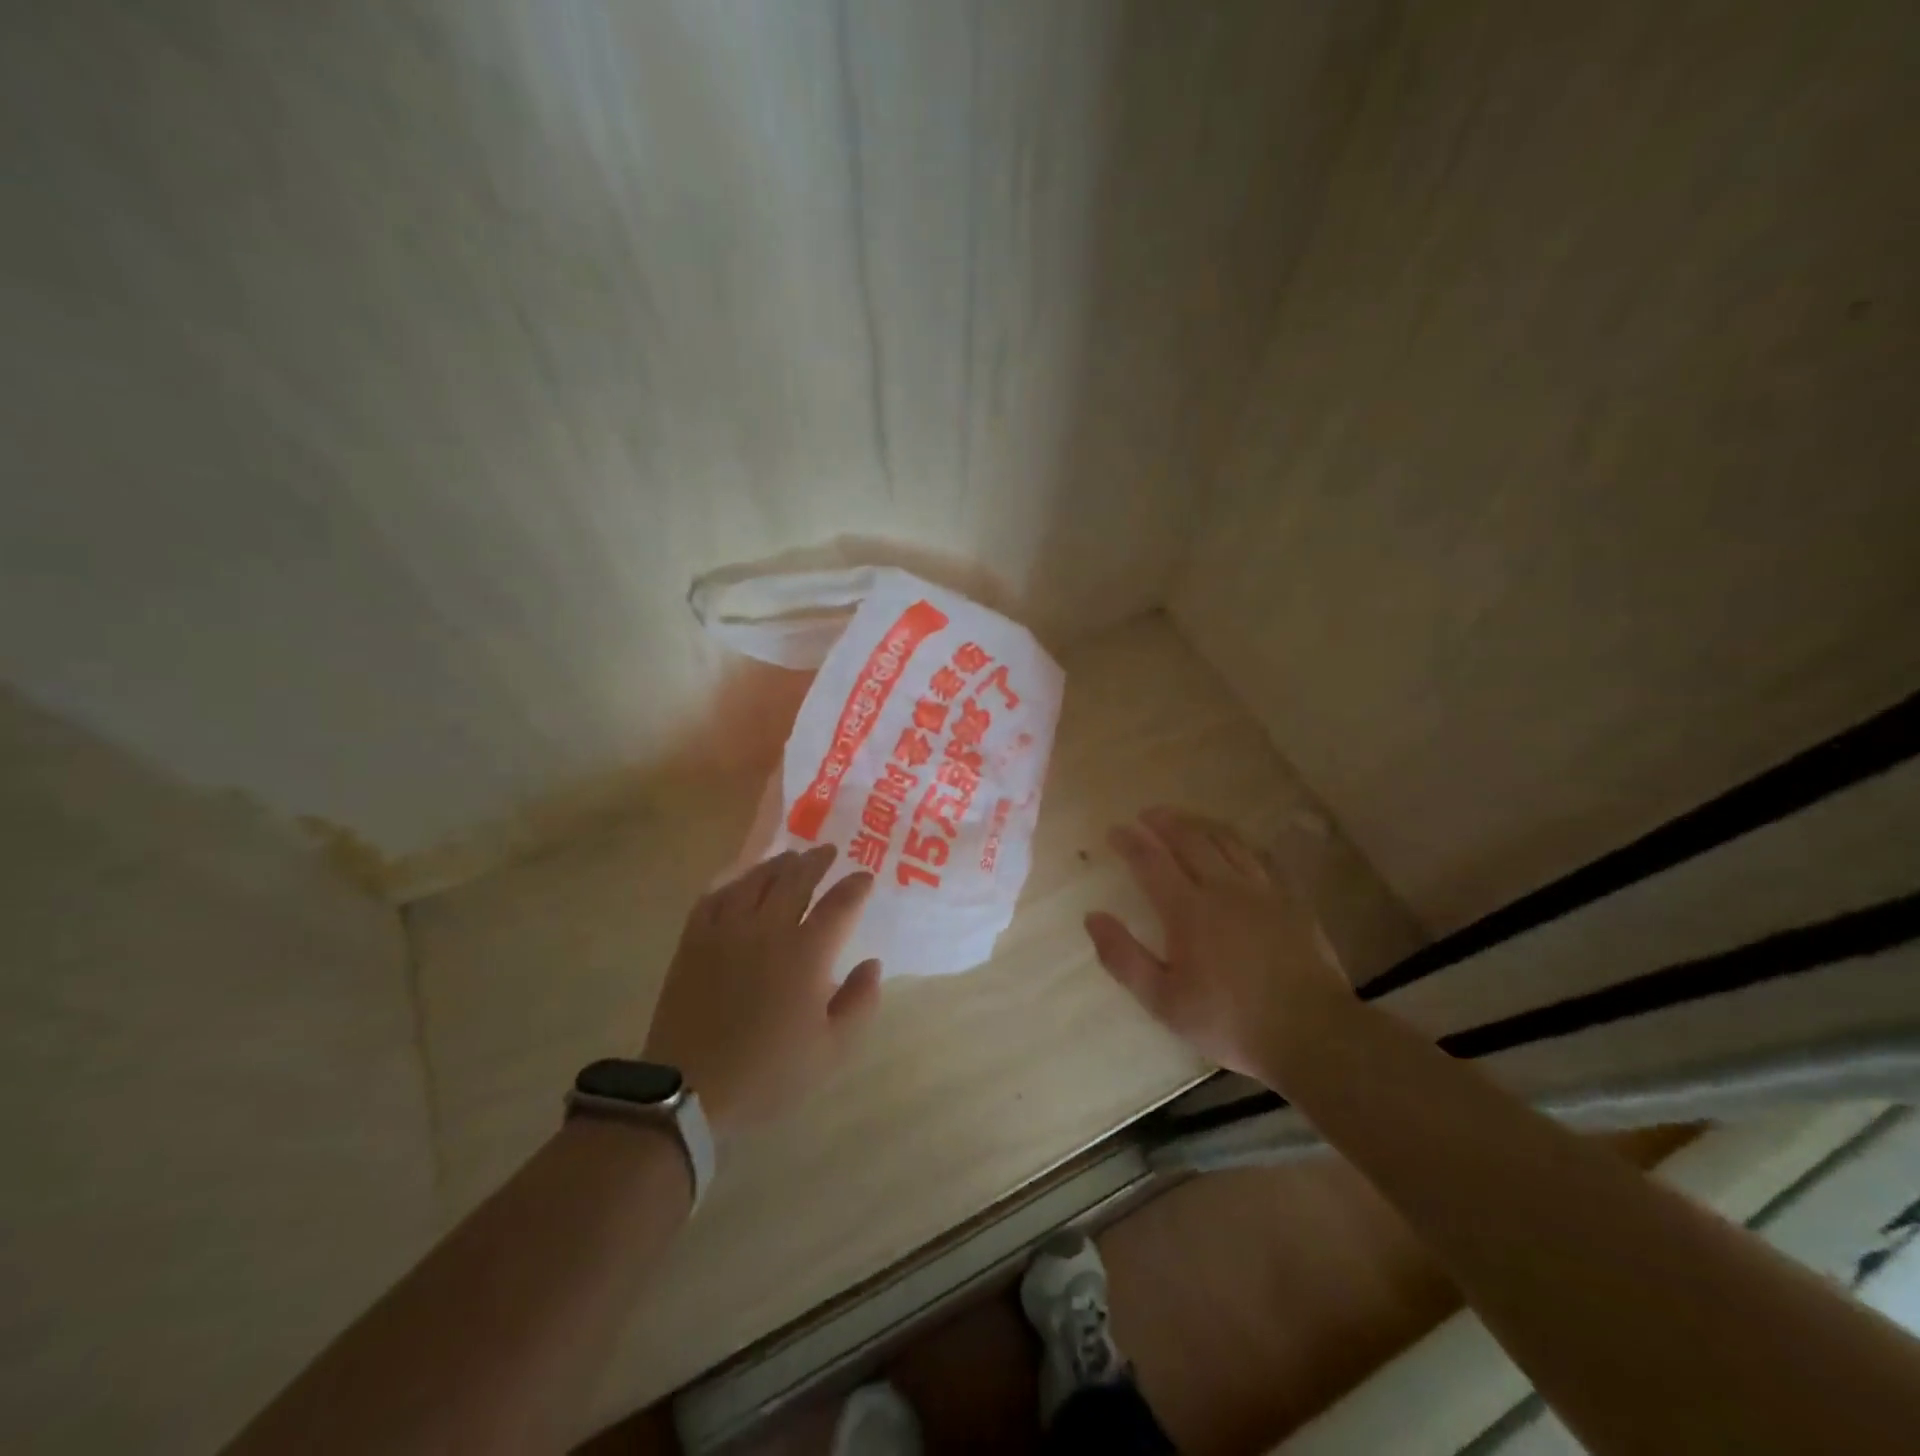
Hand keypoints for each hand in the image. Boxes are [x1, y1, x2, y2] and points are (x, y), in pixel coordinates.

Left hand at [643, 845, 881, 1136]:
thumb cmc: (768, 1073)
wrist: (689, 1090)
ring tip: (791, 857)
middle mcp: (768, 929)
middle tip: (829, 851)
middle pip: (797, 879)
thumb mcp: (831, 1051)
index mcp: (806, 954)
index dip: (856, 886)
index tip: (865, 877)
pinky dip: (735, 880)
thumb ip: (860, 1003)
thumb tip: (873, 964)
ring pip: (757, 880)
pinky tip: (742, 879)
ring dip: (779, 864)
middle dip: (817, 861)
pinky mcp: (695, 940)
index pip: (839, 904)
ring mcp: (727, 930)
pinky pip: (716, 895)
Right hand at [1085, 806, 1352, 1079]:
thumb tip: (1092, 917)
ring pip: (1227, 841)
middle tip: (1147, 814)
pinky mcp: (1291, 901)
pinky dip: (1240, 842)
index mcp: (1187, 910)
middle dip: (1164, 822)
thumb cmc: (1229, 1021)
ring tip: (1185, 819)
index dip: (1130, 842)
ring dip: (1200, 824)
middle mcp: (1223, 888)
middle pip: (1189, 840)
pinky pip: (1261, 857)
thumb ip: (1124, 957)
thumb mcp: (1163, 1001)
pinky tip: (1237, 845)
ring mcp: (1261, 891)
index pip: (1151, 861)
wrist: (1312, 1034)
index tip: (1114, 830)